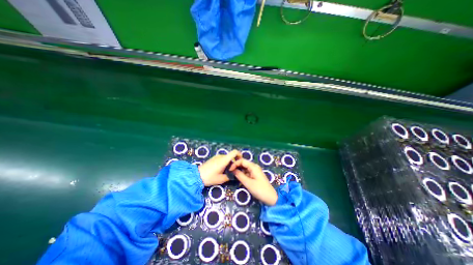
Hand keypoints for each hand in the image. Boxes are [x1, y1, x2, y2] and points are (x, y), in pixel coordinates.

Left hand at [198, 150, 240, 184]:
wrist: (197, 176)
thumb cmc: (210, 177)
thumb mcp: (221, 179)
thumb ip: (230, 176)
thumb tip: (235, 174)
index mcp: (224, 160)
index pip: (234, 152)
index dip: (239, 155)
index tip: (240, 161)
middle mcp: (221, 156)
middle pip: (231, 156)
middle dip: (234, 162)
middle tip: (233, 170)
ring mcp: (216, 157)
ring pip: (226, 158)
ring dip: (229, 163)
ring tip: (227, 171)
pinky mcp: (213, 158)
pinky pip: (222, 159)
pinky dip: (224, 163)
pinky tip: (221, 170)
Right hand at [228, 158, 277, 205]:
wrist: (270, 198)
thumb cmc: (259, 190)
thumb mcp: (248, 183)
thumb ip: (239, 175)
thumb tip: (232, 170)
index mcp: (253, 166)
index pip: (242, 161)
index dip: (235, 164)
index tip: (229, 169)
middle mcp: (254, 167)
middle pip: (243, 163)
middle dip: (236, 166)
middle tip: (229, 171)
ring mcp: (255, 171)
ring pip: (245, 168)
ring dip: (239, 170)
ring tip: (232, 174)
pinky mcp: (255, 175)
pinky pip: (247, 172)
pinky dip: (242, 174)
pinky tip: (238, 177)